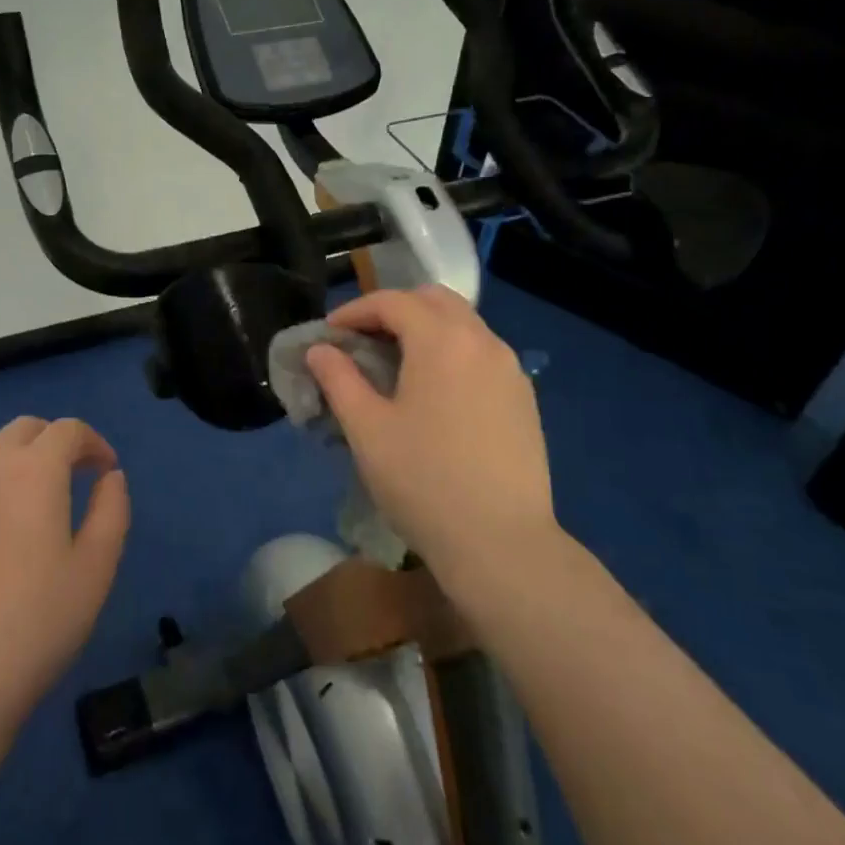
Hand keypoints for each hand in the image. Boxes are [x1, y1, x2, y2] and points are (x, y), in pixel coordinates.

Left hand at [0, 417, 129, 730]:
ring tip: (28, 517)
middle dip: (52, 443)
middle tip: (71, 480)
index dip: (93, 442)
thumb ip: (112, 511)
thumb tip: (110, 477)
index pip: (67, 430)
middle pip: (22, 430)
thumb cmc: (35, 627)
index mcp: (33, 473)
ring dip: (15, 469)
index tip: (105, 471)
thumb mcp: (96, 571)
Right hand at [305, 286, 558, 587]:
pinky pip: (482, 354)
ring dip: (425, 329)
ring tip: (395, 365)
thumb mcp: (366, 429)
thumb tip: (320, 350)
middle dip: (394, 310)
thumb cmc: (423, 481)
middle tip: (363, 340)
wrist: (501, 543)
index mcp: (442, 341)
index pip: (392, 302)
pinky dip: (451, 352)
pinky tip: (435, 392)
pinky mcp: (524, 398)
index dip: (354, 311)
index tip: (329, 334)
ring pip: (463, 324)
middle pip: (434, 300)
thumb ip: (338, 379)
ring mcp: (510, 370)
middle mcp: (482, 342)